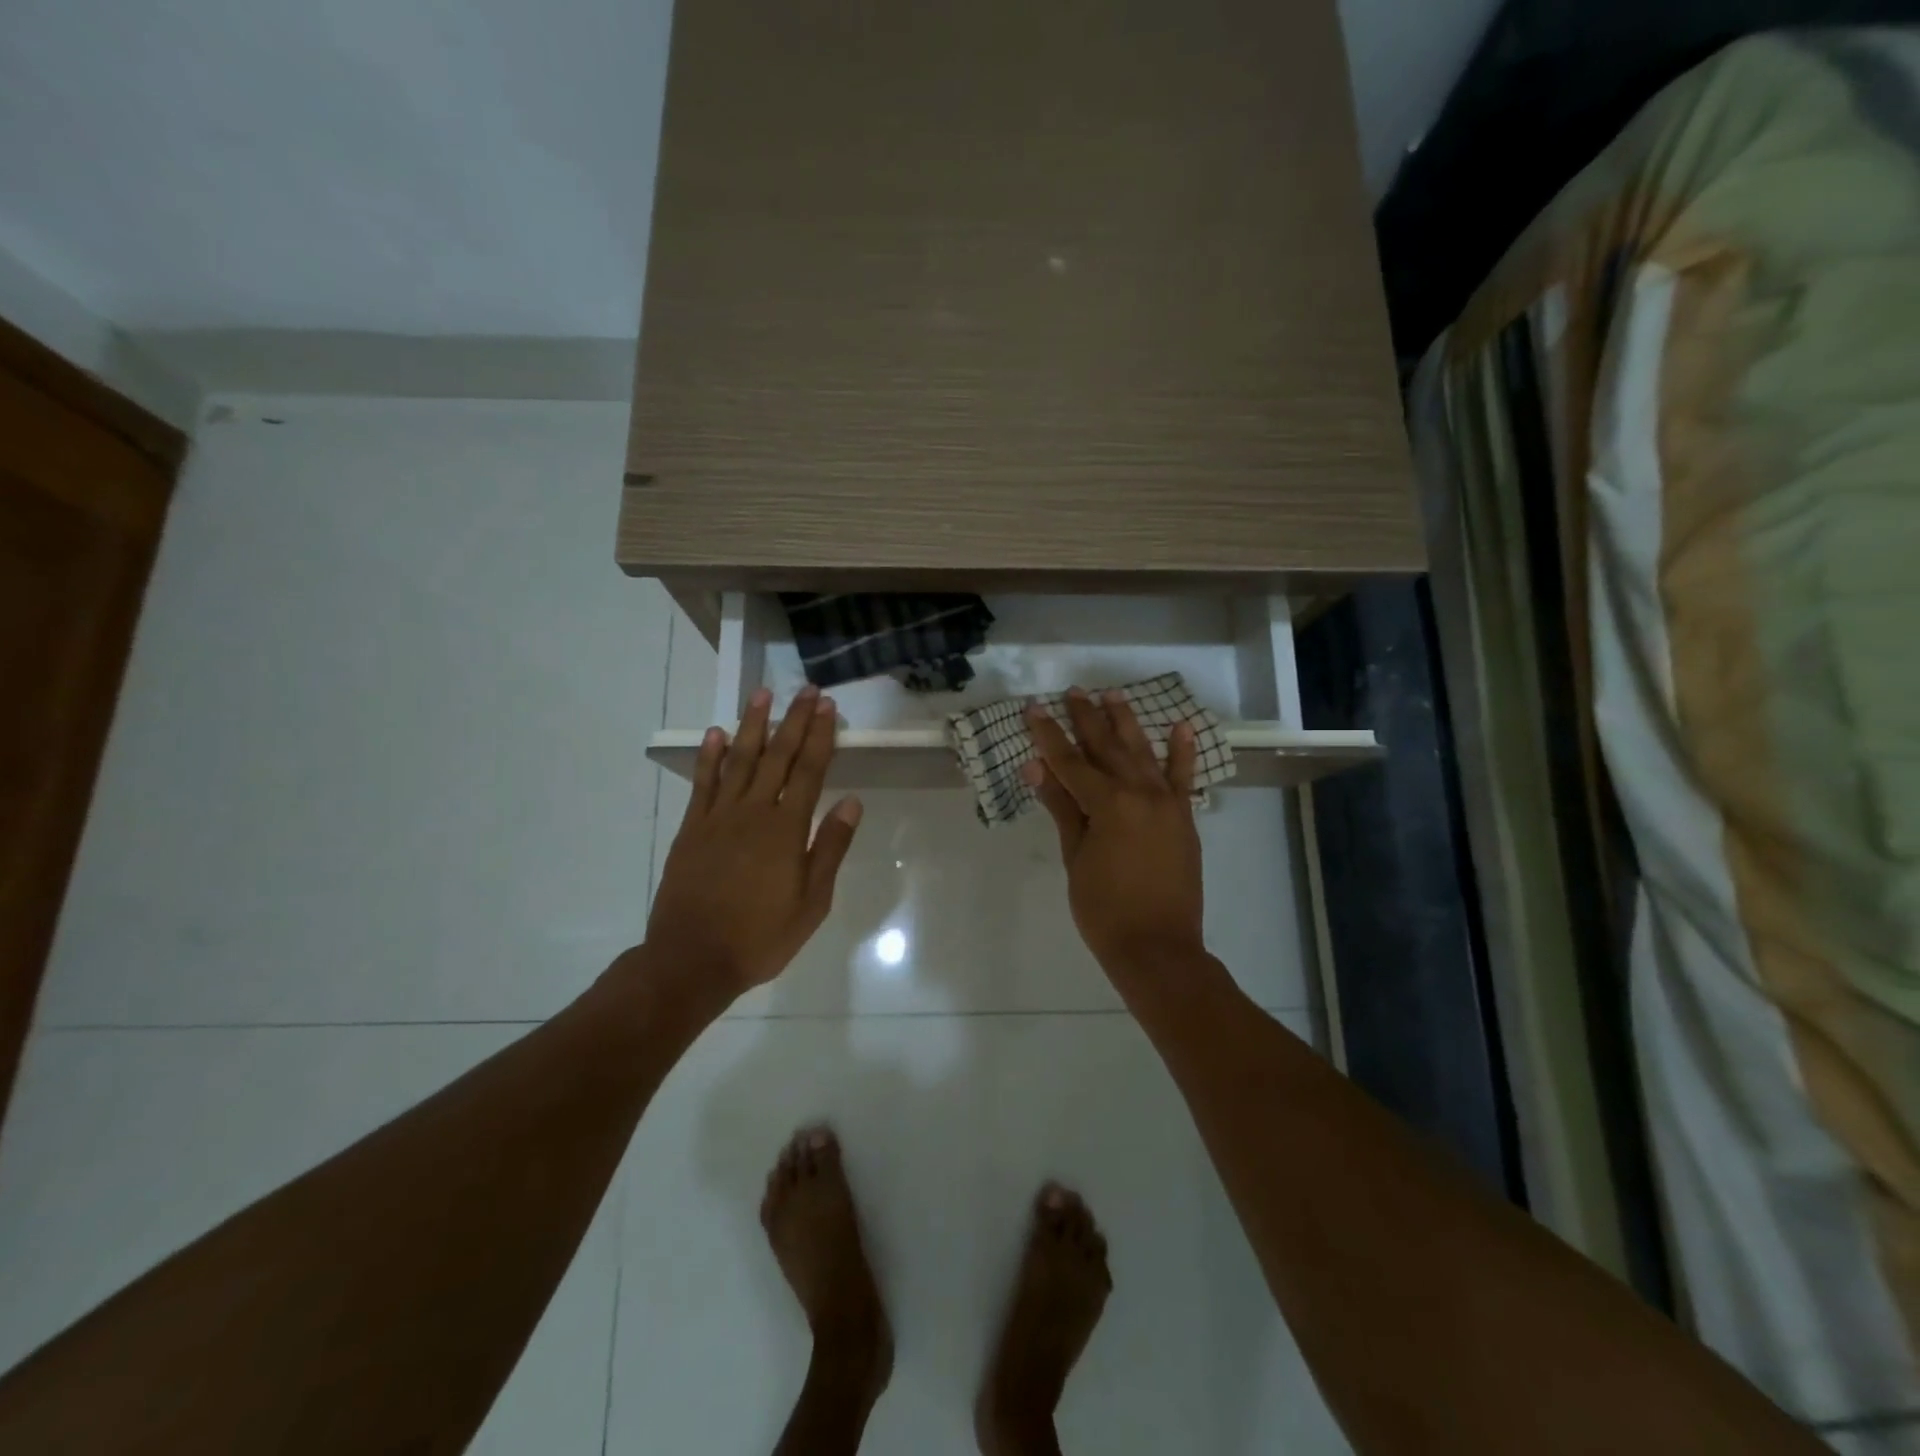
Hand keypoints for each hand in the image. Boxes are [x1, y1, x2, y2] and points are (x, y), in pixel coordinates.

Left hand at [646, 685, 862, 1001]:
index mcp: (786, 830)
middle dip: (794, 720)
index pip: (809, 771)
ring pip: (739, 760)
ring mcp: (718, 817)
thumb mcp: (812, 902)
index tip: (827, 707)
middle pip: (777, 757)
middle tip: (806, 690)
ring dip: (752, 726)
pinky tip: (715, 734)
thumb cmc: (761, 936)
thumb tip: (852, 801)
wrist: (692, 959)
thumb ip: (829, 847)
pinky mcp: (692, 828)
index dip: (820, 736)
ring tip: (762, 695)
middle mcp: (753, 812)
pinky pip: (703, 783)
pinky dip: (709, 756)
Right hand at [1025, 688, 1206, 980]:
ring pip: (1143, 753)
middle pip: (1107, 748)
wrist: (1158, 948)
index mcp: (1108, 804)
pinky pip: (1183, 778)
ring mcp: (1167, 804)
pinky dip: (1182, 752)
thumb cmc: (1103, 909)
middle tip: (1073, 691)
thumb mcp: (1074, 857)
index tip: (1034, 708)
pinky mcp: (1184, 818)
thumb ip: (1061, 807)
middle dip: (1087, 718)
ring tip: (1113, 694)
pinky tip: (1181, 726)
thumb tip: (1037, 767)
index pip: (1070, 761)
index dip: (1049, 734)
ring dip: (1126, 722)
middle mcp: (1140, 793)